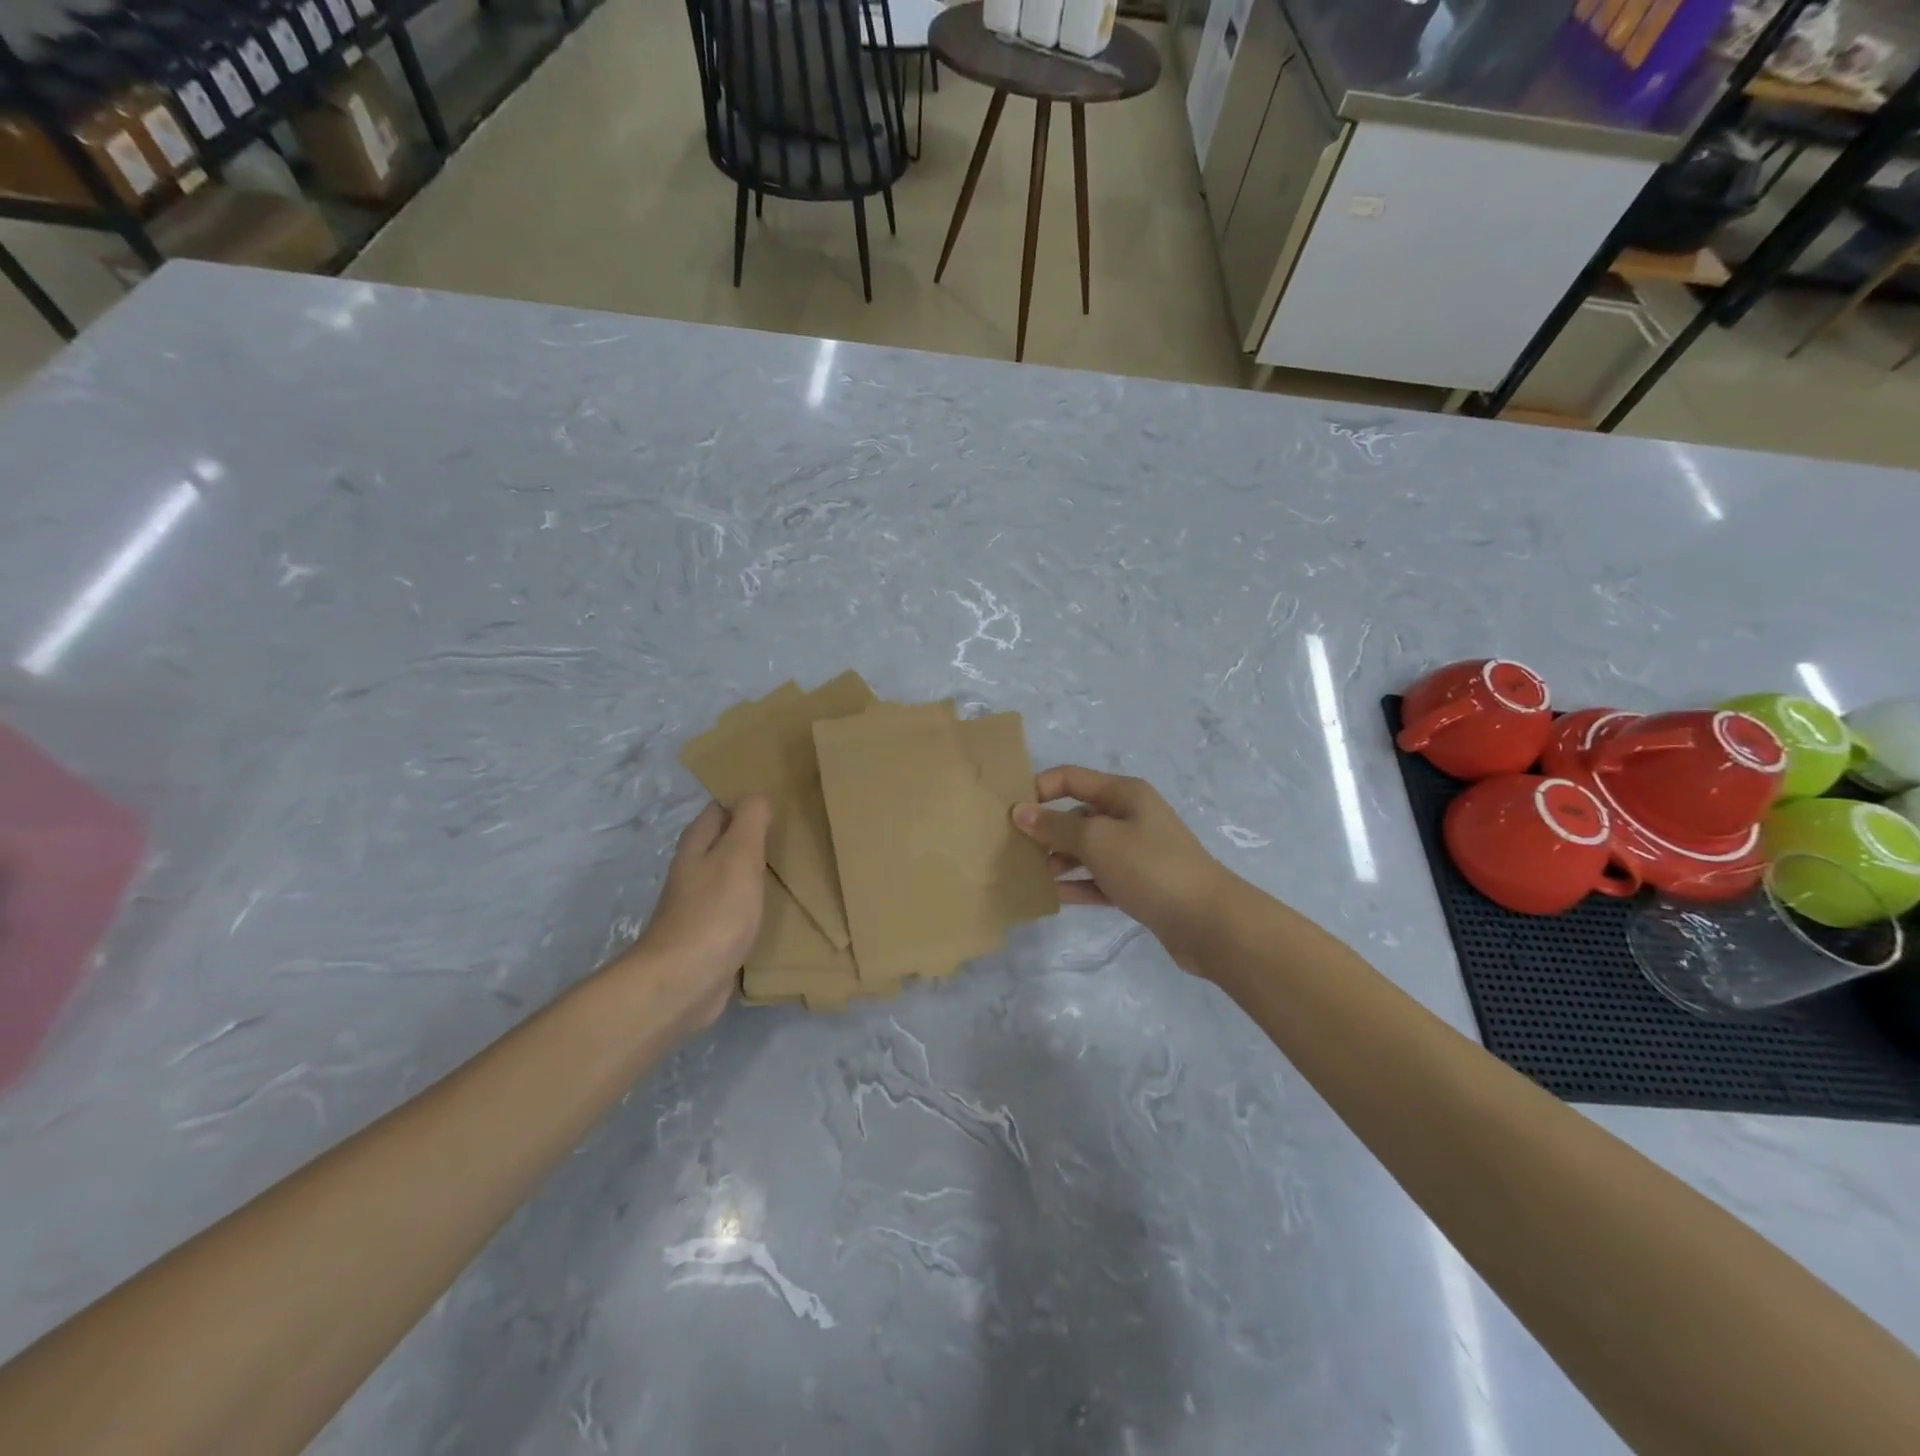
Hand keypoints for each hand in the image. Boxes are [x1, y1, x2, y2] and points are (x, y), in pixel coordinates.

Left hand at [627, 796, 771, 1029]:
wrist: (684, 983)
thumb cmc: (714, 912)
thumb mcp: (738, 856)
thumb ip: (750, 821)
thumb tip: (756, 795)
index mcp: (697, 845)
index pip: (720, 809)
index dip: (746, 801)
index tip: (781, 799)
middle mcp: (694, 871)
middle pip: (725, 843)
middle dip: (755, 836)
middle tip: (795, 832)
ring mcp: (700, 905)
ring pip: (732, 876)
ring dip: (756, 871)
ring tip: (794, 867)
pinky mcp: (711, 936)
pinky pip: (737, 909)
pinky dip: (755, 903)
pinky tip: (778, 908)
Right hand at [1014, 767, 1234, 972]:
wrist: (1208, 922)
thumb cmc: (1151, 868)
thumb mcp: (1098, 841)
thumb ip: (1056, 827)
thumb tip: (1020, 811)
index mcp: (1124, 794)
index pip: (1071, 778)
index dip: (1039, 789)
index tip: (1010, 812)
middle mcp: (1130, 817)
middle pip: (1077, 814)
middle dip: (1045, 829)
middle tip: (1011, 849)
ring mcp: (1135, 852)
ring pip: (1086, 849)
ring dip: (1058, 859)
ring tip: (1027, 874)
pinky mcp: (1138, 885)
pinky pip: (1098, 879)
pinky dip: (1077, 884)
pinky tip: (1050, 896)